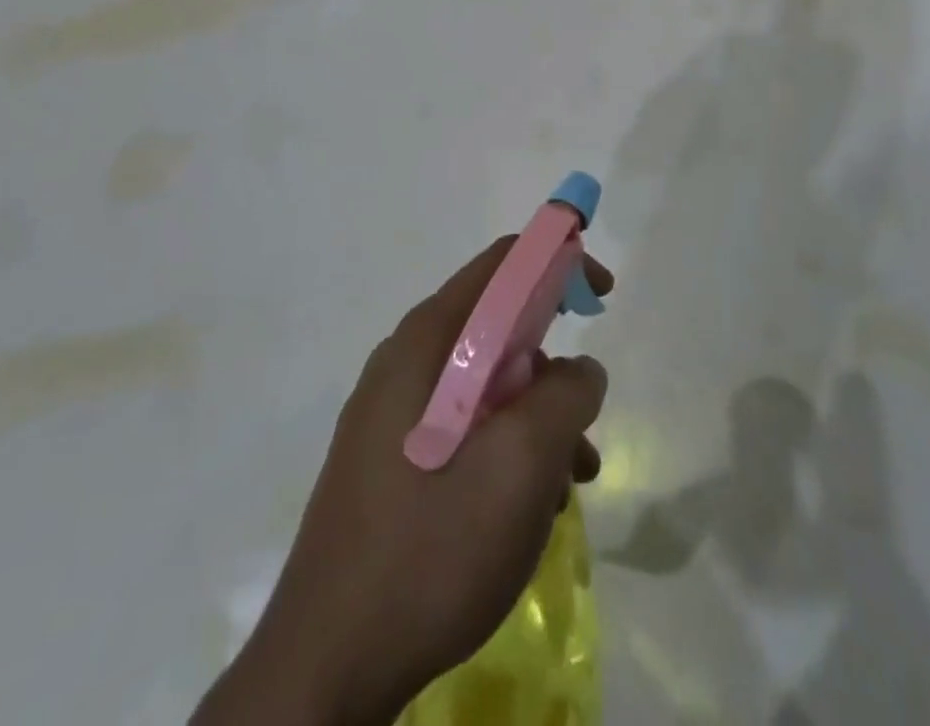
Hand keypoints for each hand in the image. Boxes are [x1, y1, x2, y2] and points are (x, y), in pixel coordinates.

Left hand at [197, 239, 612, 725]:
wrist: (327, 665)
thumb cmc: (431, 548)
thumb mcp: (522, 464)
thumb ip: (565, 395)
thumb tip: (579, 369)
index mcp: (429, 339)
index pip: (504, 263)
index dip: (559, 263)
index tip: (602, 299)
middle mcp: (407, 358)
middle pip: (496, 324)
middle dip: (552, 360)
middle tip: (585, 413)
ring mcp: (392, 409)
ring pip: (486, 382)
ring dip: (536, 416)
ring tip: (570, 481)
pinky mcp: (390, 456)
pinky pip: (463, 424)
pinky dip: (506, 447)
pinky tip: (528, 508)